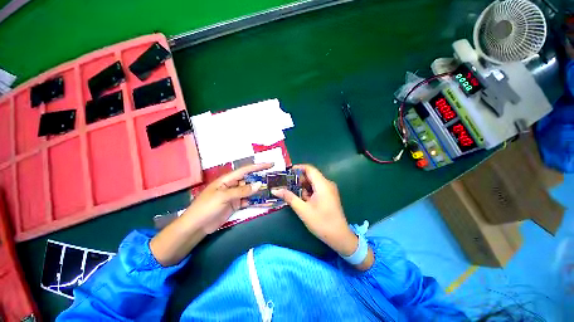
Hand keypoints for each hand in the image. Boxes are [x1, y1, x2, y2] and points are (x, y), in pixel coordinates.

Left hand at [185, 163, 272, 233]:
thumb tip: (259, 184)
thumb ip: (242, 191)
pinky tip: (262, 200)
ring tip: (271, 189)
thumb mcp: (223, 197)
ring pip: (249, 190)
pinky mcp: (235, 204)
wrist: (196, 226)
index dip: (258, 166)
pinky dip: (254, 200)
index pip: (245, 170)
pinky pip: (247, 199)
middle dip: (260, 178)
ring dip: (259, 190)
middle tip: (274, 179)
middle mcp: (232, 185)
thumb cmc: (206, 207)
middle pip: (249, 179)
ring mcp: (234, 195)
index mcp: (227, 179)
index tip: (271, 164)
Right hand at [271, 164, 357, 255]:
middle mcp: (327, 184)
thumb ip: (289, 197)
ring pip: (313, 182)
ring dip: (303, 187)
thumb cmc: (321, 223)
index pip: (309, 169)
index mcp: (323, 184)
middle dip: (298, 180)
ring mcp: (329, 190)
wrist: (340, 237)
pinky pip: (317, 188)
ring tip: (292, 193)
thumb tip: (275, 190)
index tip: (286, 173)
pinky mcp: (329, 195)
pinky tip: (302, 199)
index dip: (298, 168)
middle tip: (286, 185)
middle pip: (311, 175)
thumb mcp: (303, 210)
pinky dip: (308, 191)